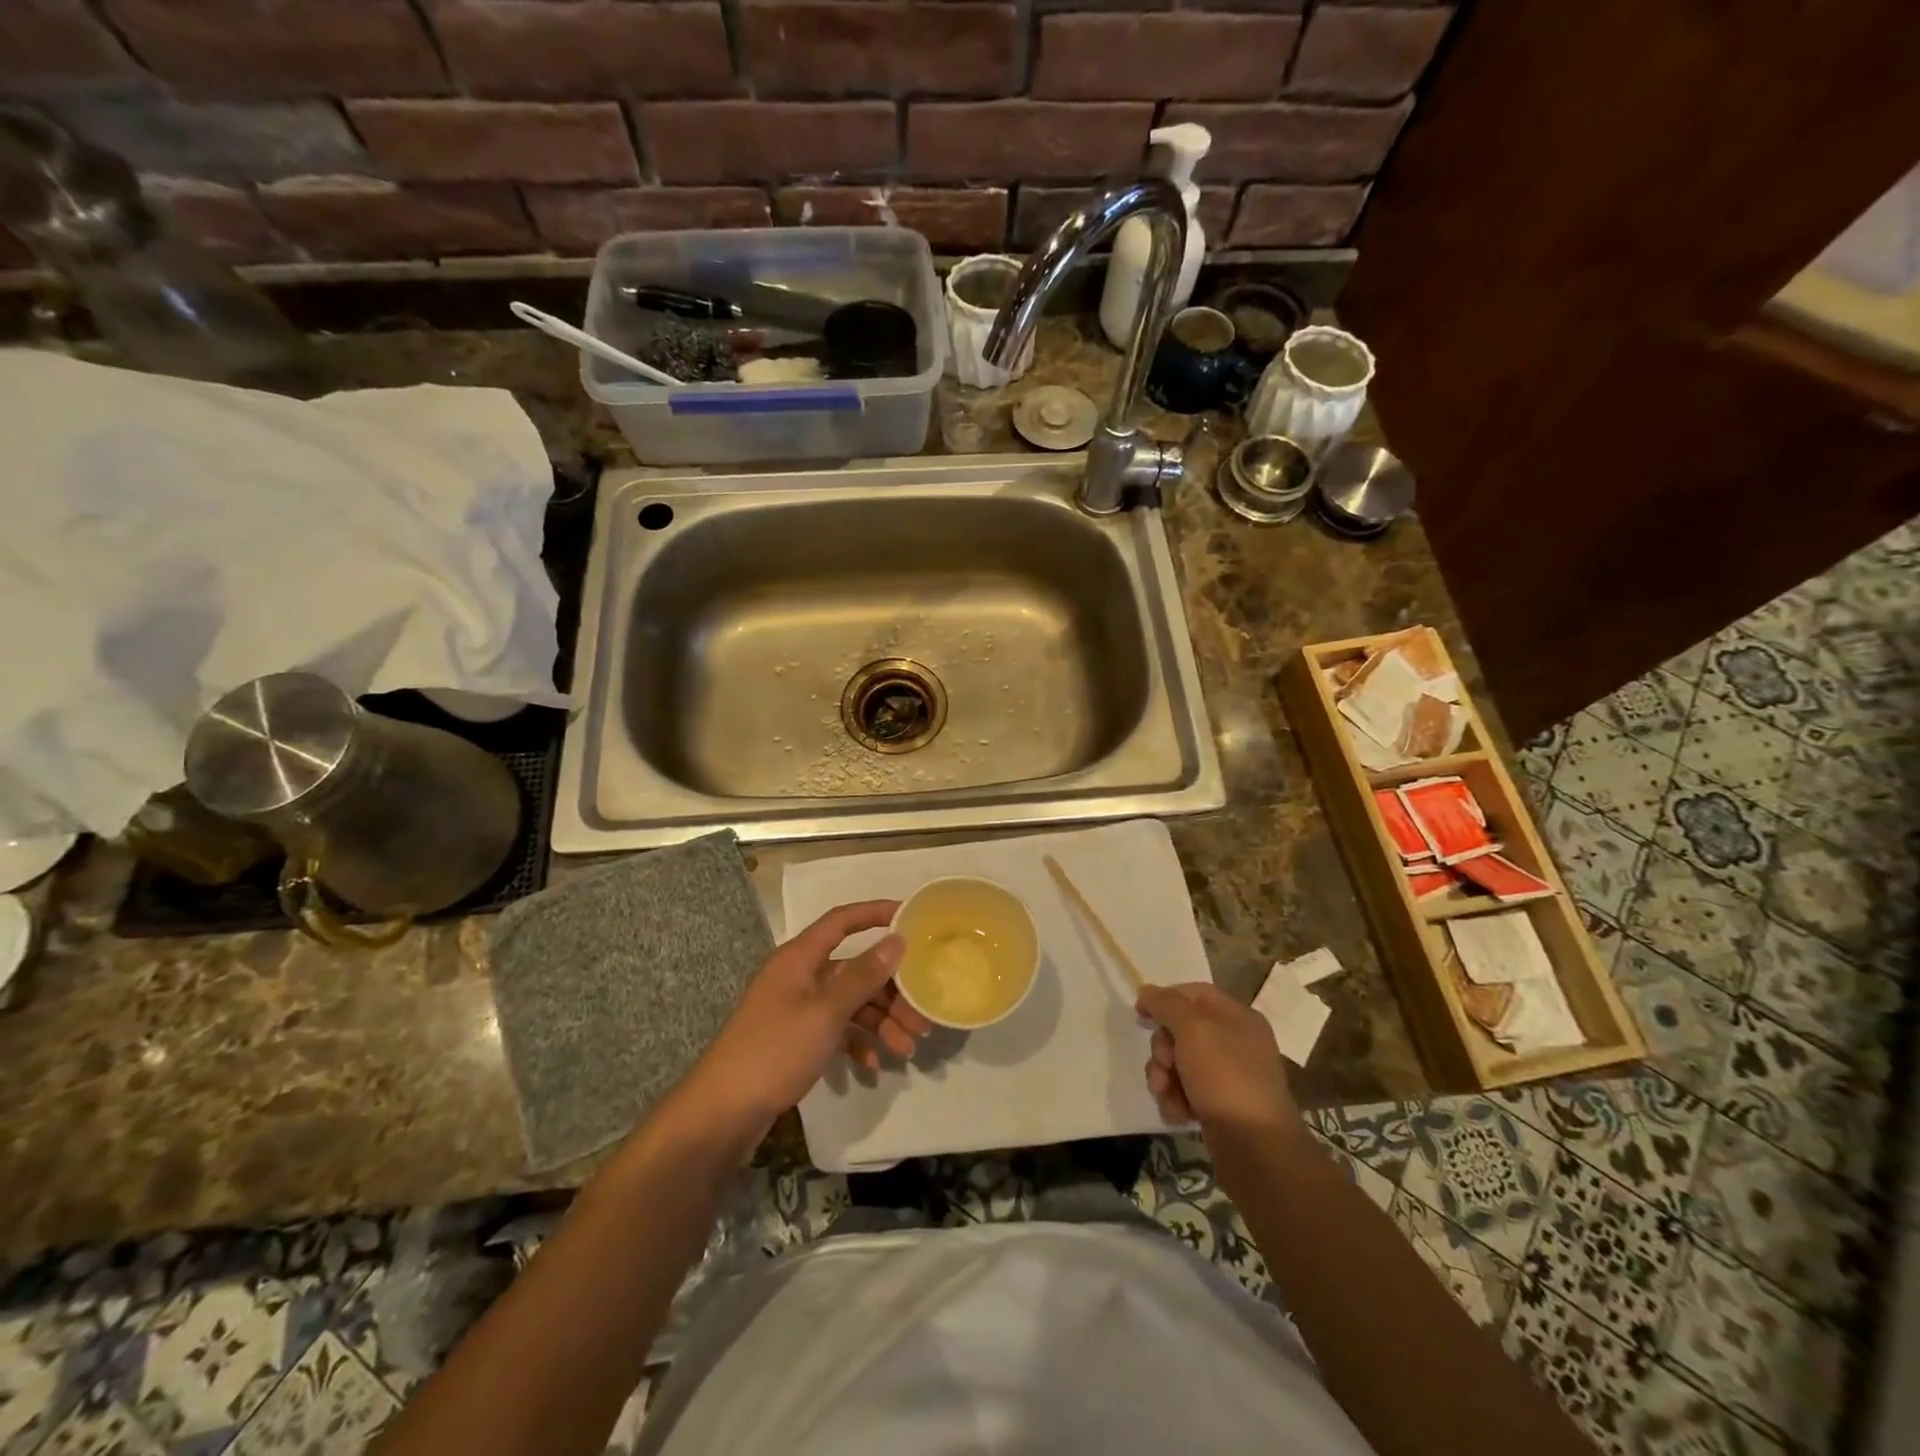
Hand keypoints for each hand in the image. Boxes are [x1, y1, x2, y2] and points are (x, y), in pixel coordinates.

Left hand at [680, 901, 929, 1143]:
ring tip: (907, 1049)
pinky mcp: (796, 1039)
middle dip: (890, 991)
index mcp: (800, 958)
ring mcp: (797, 1009)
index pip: (842, 921)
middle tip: (922, 1015)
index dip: (875, 913)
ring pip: (850, 1003)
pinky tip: (872, 1066)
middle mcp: (799, 976)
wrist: (723, 1113)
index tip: (911, 917)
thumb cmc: (774, 1051)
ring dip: (880, 1022)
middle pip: (854, 970)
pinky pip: (836, 1030)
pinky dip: (857, 1043)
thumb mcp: (825, 1013)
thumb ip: (863, 976)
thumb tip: (897, 940)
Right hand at [1136, 982, 1300, 1136]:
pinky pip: (1185, 1090)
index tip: (1139, 1013)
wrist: (1255, 1147)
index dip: (1164, 999)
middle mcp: (1234, 1042)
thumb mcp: (1193, 1029)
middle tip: (1165, 1064)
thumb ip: (1167, 1004)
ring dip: (1164, 1077)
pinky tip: (1178, 1112)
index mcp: (1237, 1017)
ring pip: (1178, 1063)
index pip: (1193, 993)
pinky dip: (1176, 1099)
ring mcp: (1227, 1075)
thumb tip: (1147, 990)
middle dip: (1163, 1048)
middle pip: (1181, 1030)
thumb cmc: (1225, 1077)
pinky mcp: (1219, 1105)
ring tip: (1168, 1095)